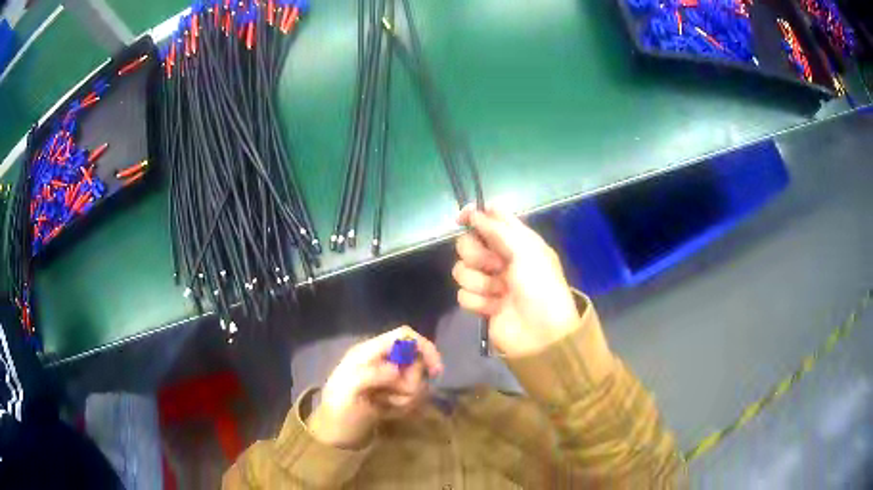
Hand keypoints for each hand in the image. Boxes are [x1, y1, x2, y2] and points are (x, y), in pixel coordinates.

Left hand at [307, 326, 442, 448]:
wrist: (336, 435)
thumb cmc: (338, 409)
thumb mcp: (347, 390)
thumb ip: (370, 375)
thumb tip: (397, 370)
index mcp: (368, 352)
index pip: (404, 335)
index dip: (424, 347)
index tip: (435, 372)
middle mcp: (382, 361)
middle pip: (416, 362)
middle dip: (411, 383)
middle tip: (390, 397)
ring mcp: (389, 378)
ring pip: (418, 381)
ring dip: (406, 398)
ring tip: (385, 406)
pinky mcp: (395, 395)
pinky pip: (414, 397)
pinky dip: (405, 407)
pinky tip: (387, 412)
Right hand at [454, 205, 580, 356]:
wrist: (541, 333)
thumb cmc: (539, 286)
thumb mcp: (526, 251)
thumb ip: (497, 229)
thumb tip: (473, 212)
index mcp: (517, 241)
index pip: (491, 218)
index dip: (475, 216)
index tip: (461, 220)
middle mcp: (501, 258)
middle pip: (468, 244)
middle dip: (477, 255)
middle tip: (496, 266)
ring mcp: (490, 281)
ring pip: (462, 270)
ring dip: (480, 282)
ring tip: (499, 292)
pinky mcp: (481, 303)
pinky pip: (463, 294)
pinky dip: (478, 301)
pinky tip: (494, 307)